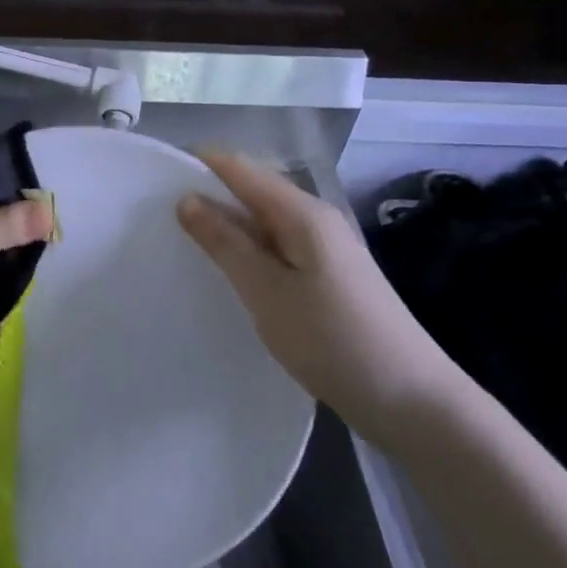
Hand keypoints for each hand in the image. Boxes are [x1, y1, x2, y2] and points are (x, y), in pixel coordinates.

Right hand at [177, 153, 459, 445]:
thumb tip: (188, 199)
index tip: (153, 179)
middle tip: (158, 219)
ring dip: (227, 228)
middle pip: (253, 191)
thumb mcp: (268, 292)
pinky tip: (229, 274)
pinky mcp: (328, 277)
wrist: (413, 402)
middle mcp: (316, 219)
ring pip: (264, 223)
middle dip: (209, 197)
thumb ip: (226, 244)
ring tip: (183, 244)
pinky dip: (249, 253)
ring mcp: (326, 249)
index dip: (199, 165)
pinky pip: (278, 249)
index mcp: (302, 212)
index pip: (241, 168)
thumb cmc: (333, 341)